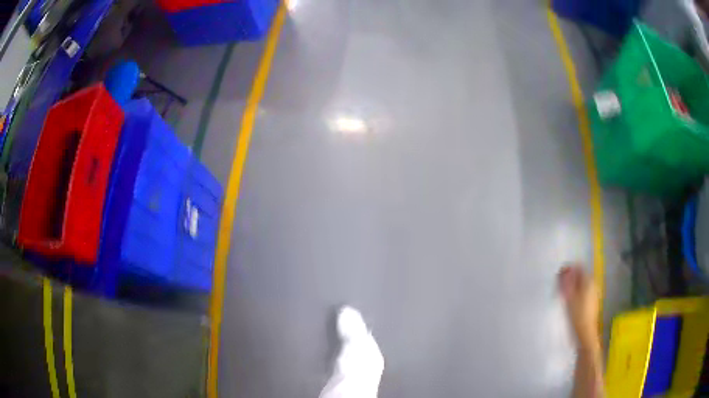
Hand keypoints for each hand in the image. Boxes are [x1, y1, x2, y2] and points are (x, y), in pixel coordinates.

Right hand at [559, 264, 599, 346]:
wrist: (586, 332)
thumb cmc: (577, 314)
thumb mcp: (569, 297)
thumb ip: (566, 282)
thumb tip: (564, 269)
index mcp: (589, 280)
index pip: (579, 267)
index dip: (568, 269)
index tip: (559, 276)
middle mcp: (593, 283)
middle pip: (581, 275)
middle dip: (570, 278)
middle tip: (560, 286)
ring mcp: (594, 292)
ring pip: (582, 283)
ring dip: (573, 286)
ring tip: (564, 295)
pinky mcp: (593, 300)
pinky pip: (584, 290)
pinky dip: (577, 292)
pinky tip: (571, 302)